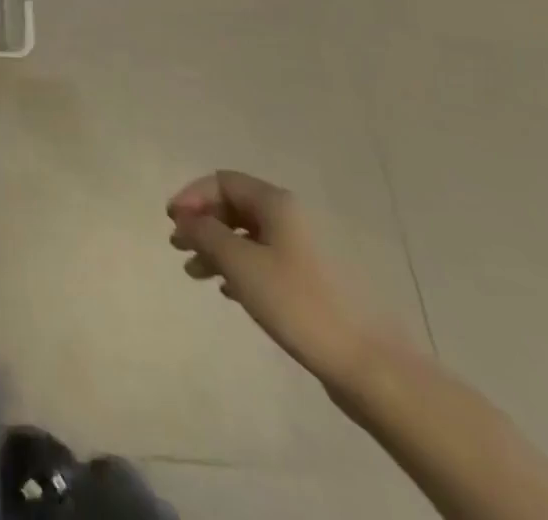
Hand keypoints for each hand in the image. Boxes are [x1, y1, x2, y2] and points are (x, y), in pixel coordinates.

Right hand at [167, 170, 370, 383]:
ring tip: (197, 274)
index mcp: (278, 204)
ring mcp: (310, 251)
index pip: (223, 181)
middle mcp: (295, 217)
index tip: (172, 222)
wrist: (375, 368)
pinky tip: (230, 291)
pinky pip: (268, 260)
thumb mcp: (241, 264)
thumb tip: (186, 218)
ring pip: (250, 236)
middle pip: (236, 207)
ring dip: (218, 249)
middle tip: (179, 248)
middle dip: (203, 224)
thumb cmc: (300, 305)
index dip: (192, 196)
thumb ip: (206, 234)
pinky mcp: (318, 282)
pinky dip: (242, 267)